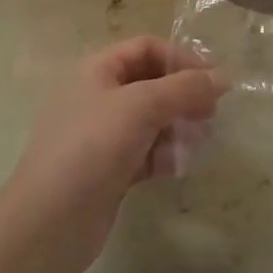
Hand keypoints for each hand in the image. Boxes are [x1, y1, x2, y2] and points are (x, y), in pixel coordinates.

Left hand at [0, 37, 223, 272]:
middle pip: (152, 83)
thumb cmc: (92, 147)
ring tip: (201, 140)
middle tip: (212, 112)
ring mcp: (102, 136)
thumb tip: (224, 77)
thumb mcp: (142, 106)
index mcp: (96, 70)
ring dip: (179, 126)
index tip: (213, 79)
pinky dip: (166, 154)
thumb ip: (185, 88)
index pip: (146, 48)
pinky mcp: (110, 170)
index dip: (181, 57)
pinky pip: (147, 152)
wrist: (48, 224)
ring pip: (152, 120)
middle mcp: (98, 97)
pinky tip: (180, 166)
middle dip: (184, 94)